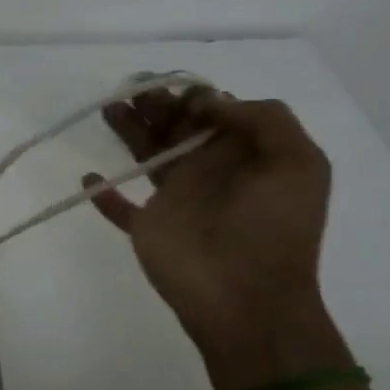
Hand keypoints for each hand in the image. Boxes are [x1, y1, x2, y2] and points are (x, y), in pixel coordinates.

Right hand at [83, 89, 332, 363]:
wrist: (249, 301)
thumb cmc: (274, 230)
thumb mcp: (298, 164)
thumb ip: (264, 120)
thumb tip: (211, 102)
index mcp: (243, 154)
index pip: (213, 111)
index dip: (192, 94)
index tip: (173, 89)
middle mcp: (208, 171)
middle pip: (175, 127)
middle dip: (154, 103)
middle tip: (132, 88)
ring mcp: (175, 200)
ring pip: (146, 154)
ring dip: (128, 130)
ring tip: (109, 108)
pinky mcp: (147, 228)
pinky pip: (120, 208)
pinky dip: (103, 195)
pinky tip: (90, 178)